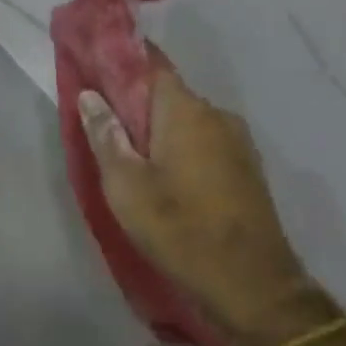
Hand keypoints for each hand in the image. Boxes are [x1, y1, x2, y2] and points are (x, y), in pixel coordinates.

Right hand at [78, 65, 337, 345]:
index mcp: (186, 110)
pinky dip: (177, 145)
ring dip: (155, 126)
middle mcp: (216, 115)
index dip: (121, 58)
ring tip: (126, 150)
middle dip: (133, 99)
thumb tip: (90, 94)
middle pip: (166, 92)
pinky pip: (202, 140)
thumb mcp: (126, 185)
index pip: (151, 62)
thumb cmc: (180, 229)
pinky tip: (160, 172)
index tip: (94, 60)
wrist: (255, 287)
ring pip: (184, 119)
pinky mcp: (245, 168)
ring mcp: (236, 142)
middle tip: (99, 117)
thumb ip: (105, 134)